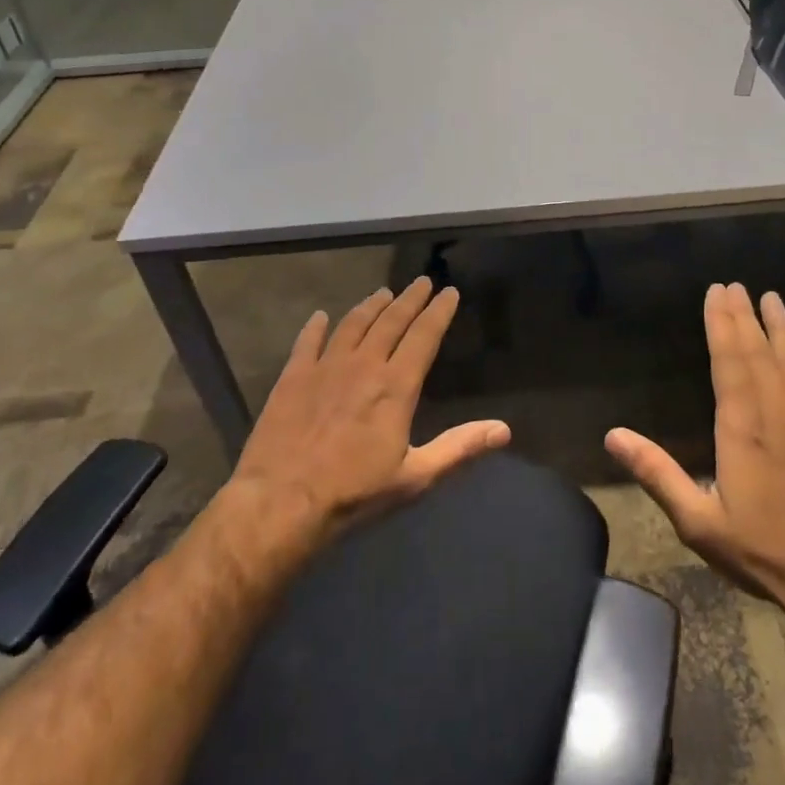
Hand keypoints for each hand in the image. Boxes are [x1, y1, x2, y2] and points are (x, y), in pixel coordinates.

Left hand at [225, 277, 509, 548]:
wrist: (281, 503)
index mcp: (396, 386)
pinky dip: (315, 327)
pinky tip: (320, 317)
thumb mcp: (414, 478)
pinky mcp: (293, 378)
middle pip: (391, 321)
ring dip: (371, 306)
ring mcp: (325, 368)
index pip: (424, 336)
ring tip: (383, 293)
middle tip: (421, 281)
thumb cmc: (353, 494)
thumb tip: (504, 430)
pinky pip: (307, 342)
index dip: (439, 312)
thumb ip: (459, 449)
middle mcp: (363, 365)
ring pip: (353, 324)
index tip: (450, 292)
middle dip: (410, 299)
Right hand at [606, 283, 784, 631]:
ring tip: (772, 298)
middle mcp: (777, 413)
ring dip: (782, 329)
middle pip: (758, 353)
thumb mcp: (699, 521)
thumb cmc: (762, 550)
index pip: (729, 362)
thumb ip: (657, 474)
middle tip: (735, 285)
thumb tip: (613, 436)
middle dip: (744, 316)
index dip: (721, 325)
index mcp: (742, 427)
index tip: (716, 293)